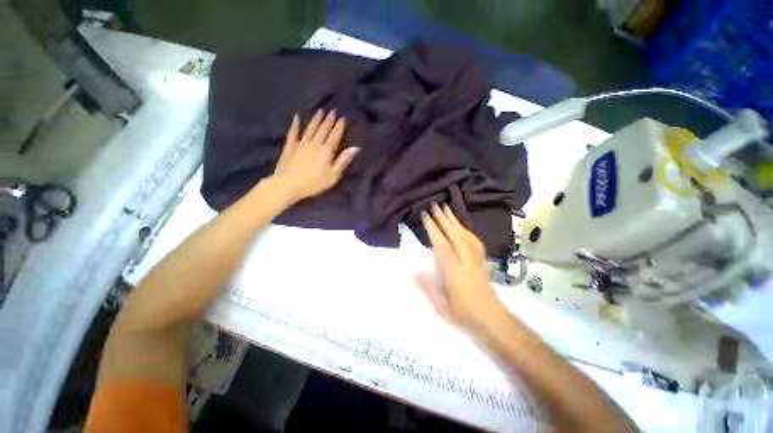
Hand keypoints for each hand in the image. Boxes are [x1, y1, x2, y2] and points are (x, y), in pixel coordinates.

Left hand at [272, 109, 359, 202]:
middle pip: (323, 129)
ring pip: (310, 128)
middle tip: (333, 110)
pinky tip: (296, 116)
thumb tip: (356, 148)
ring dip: (316, 119)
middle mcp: (315, 143)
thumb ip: (343, 161)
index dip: (339, 126)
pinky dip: (295, 124)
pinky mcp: (290, 146)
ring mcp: (301, 143)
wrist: (287, 185)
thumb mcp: (332, 176)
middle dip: (329, 119)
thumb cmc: (312, 183)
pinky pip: (293, 132)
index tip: (343, 117)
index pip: (335, 135)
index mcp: (326, 150)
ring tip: (320, 110)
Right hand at [417, 203, 501, 333]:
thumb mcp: (442, 307)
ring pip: (466, 237)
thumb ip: (429, 289)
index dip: (434, 230)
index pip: (442, 246)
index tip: (426, 216)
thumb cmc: (464, 316)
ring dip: (456, 222)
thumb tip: (416, 271)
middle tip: (435, 205)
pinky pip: (475, 242)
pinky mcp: (482, 264)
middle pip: (455, 236)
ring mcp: (476, 262)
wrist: (490, 319)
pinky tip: (463, 228)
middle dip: (445, 219)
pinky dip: (467, 231)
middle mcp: (466, 262)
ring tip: (447, 209)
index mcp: (454, 273)